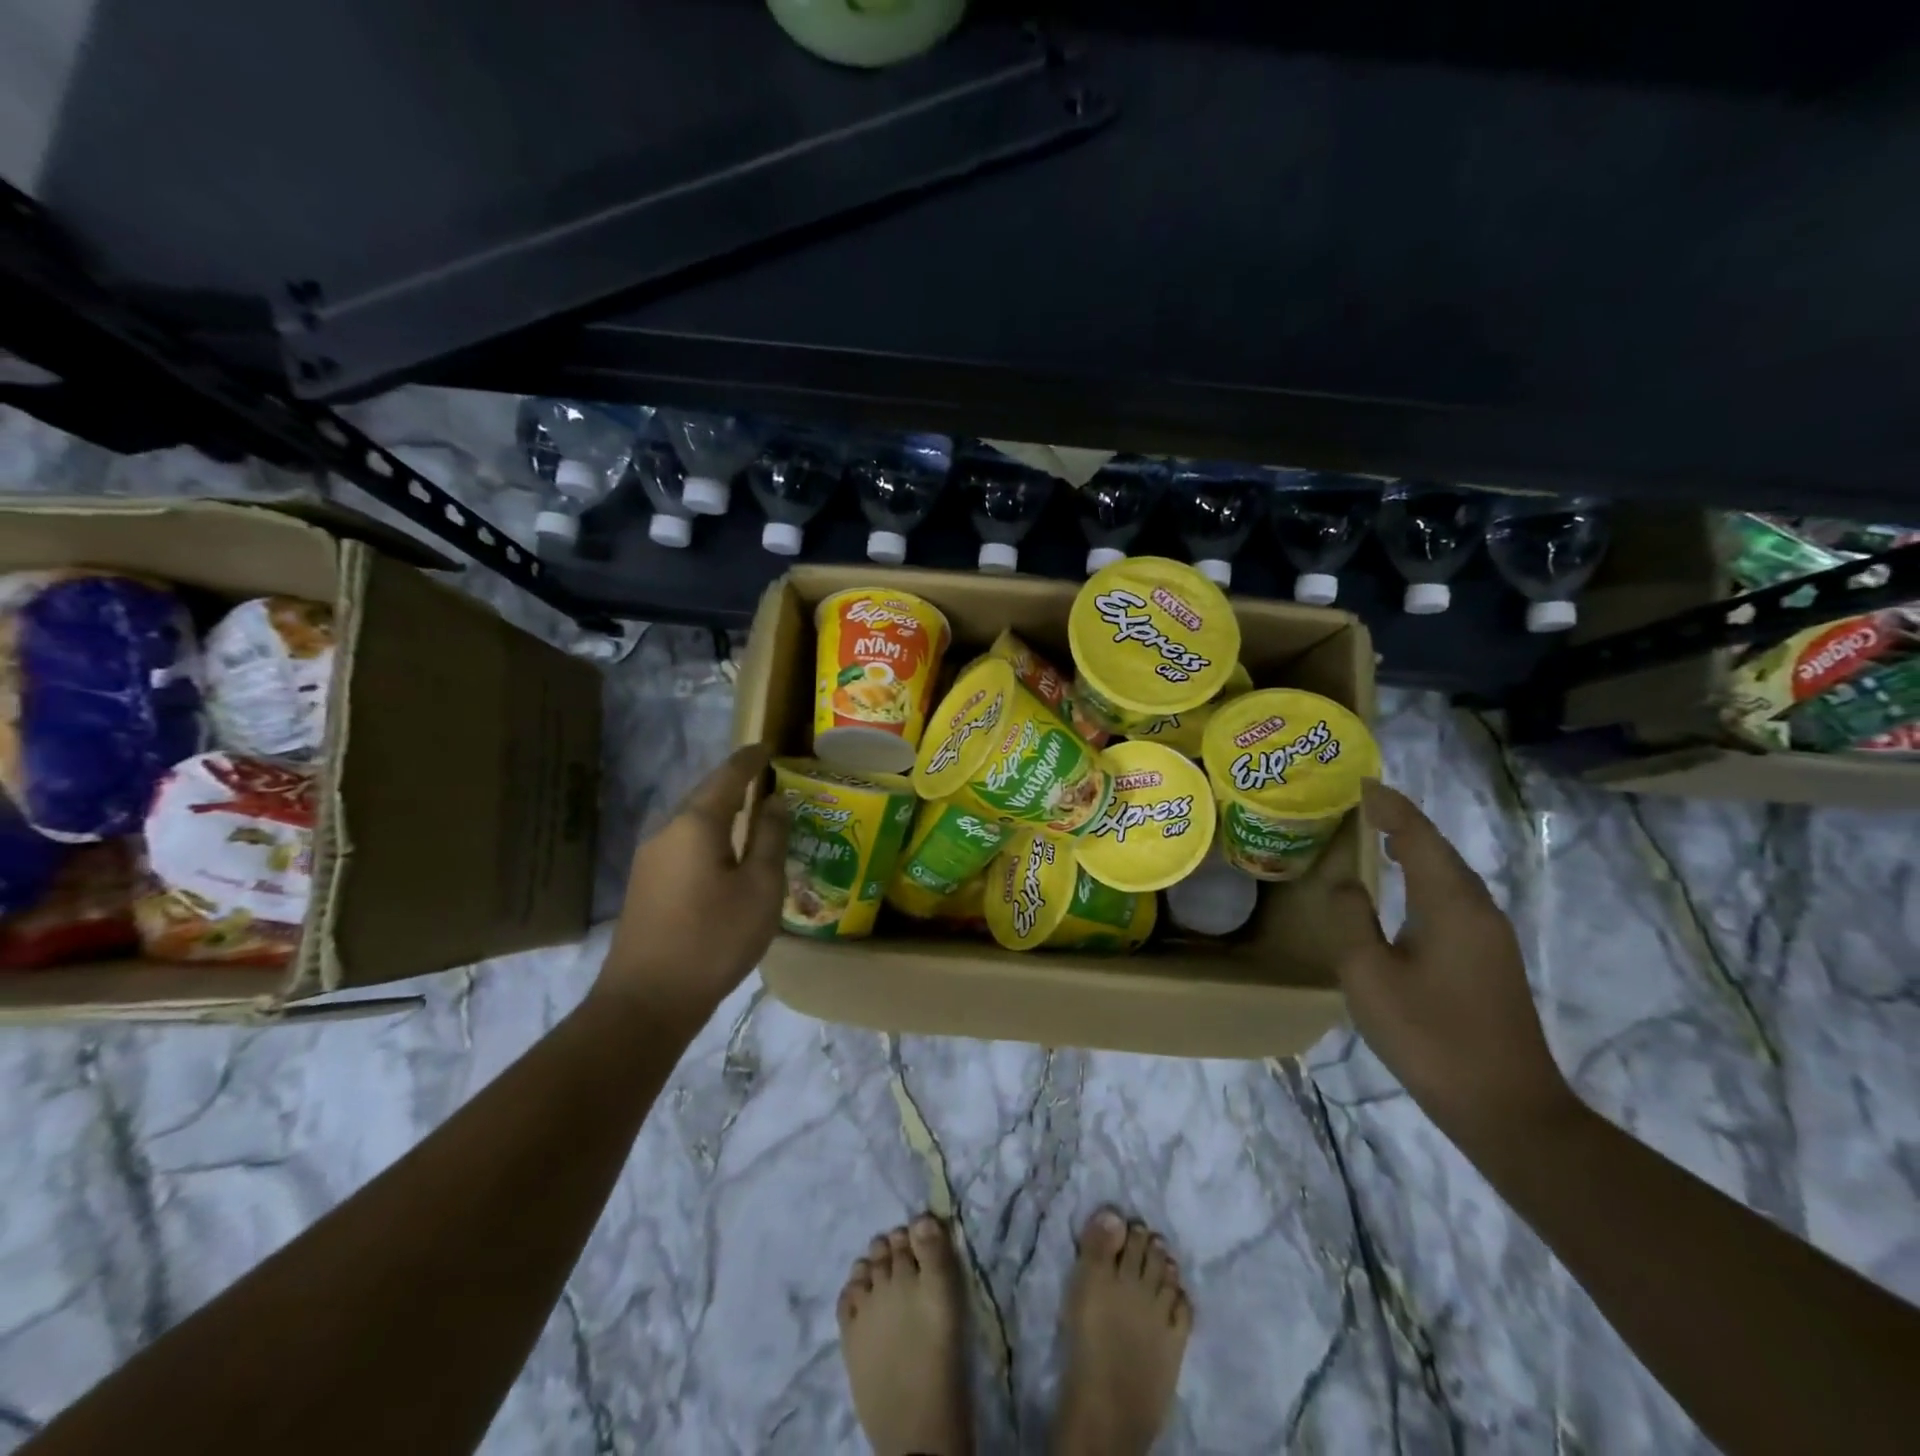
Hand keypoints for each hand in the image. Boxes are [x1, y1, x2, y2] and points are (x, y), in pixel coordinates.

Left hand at [595, 745, 788, 1033]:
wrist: (647, 1000)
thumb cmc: (714, 939)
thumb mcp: (760, 888)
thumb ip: (771, 838)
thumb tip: (775, 801)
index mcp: (696, 823)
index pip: (728, 775)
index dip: (750, 759)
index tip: (769, 746)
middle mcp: (667, 830)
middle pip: (706, 794)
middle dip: (736, 784)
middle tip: (768, 780)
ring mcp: (650, 858)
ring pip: (692, 820)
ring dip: (722, 812)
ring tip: (753, 814)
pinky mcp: (645, 883)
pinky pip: (683, 843)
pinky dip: (709, 835)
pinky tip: (725, 853)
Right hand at [1328, 780, 1577, 1150]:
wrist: (1507, 1108)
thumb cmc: (1430, 1036)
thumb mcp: (1368, 975)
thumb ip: (1351, 919)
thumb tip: (1345, 881)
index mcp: (1450, 904)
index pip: (1418, 837)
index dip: (1390, 806)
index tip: (1360, 783)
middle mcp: (1478, 910)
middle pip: (1439, 850)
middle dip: (1402, 822)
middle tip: (1363, 804)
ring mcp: (1490, 937)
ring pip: (1449, 875)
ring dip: (1415, 849)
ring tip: (1378, 835)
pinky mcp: (1490, 960)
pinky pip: (1453, 898)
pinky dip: (1425, 878)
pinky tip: (1405, 890)